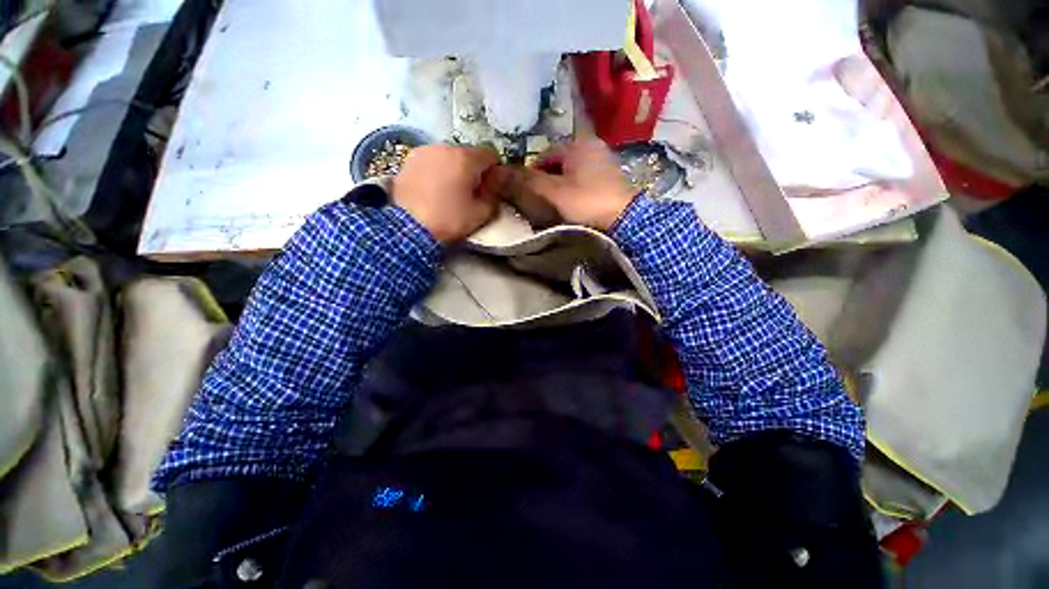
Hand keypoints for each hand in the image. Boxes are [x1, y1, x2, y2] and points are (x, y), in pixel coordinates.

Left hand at [391, 145, 499, 242]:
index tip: (492, 186)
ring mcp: (424, 151)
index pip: (489, 155)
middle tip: (471, 191)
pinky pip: (431, 161)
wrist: (409, 227)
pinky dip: (437, 171)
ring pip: (448, 156)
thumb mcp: (480, 214)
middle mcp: (444, 147)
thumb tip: (494, 186)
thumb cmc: (449, 219)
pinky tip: (434, 188)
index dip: (494, 171)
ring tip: (450, 190)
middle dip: (473, 170)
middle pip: (468, 154)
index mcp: (465, 158)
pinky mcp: (409, 160)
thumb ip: (493, 196)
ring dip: (454, 169)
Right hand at [493, 137, 634, 231]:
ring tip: (557, 209)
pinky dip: (576, 193)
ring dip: (561, 189)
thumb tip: (493, 173)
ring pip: (572, 175)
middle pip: (558, 166)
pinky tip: (575, 209)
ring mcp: (605, 163)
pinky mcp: (613, 181)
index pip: (542, 157)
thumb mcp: (550, 192)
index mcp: (577, 144)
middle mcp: (593, 147)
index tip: (526, 197)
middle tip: (541, 205)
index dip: (530, 176)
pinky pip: (585, 183)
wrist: (625, 221)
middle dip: (546, 183)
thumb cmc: (585, 202)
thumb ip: (522, 182)